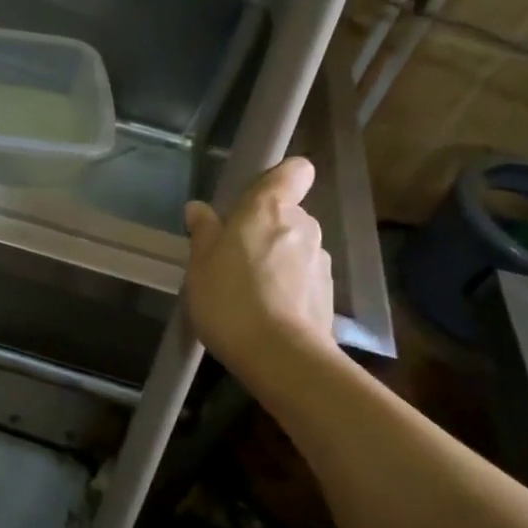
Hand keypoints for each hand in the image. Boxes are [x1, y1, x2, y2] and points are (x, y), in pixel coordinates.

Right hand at [183, 157, 337, 390]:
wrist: (280, 355)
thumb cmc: (230, 298)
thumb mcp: (200, 263)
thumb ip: (204, 231)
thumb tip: (199, 208)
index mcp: (269, 209)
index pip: (294, 171)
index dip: (278, 179)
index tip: (254, 199)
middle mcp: (303, 225)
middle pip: (288, 213)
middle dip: (265, 229)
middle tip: (233, 256)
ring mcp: (320, 260)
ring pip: (295, 247)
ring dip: (276, 259)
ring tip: (248, 290)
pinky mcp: (328, 293)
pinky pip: (303, 277)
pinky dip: (288, 286)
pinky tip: (266, 311)